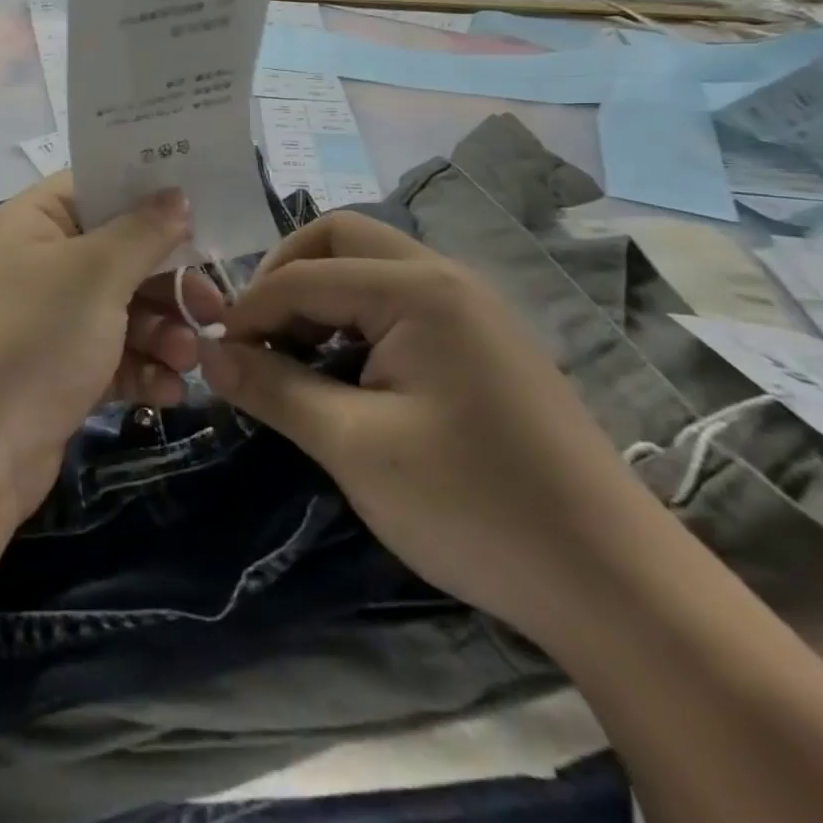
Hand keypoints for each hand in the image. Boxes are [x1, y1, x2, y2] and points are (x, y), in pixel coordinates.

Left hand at [0, 175, 220, 516]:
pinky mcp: (60, 372)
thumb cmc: (33, 338)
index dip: (149, 191)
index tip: (204, 205)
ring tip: (188, 358)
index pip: (98, 186)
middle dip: (169, 280)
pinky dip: (143, 369)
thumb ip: (144, 232)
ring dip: (163, 331)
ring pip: (124, 309)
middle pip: (121, 253)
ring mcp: (50, 320)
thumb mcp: (95, 274)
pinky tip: (169, 391)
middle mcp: (41, 264)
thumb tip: (177, 194)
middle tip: (214, 305)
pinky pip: (114, 356)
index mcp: (36, 222)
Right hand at [197, 211, 655, 641]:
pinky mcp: (483, 340)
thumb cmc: (473, 505)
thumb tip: (209, 354)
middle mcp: (445, 277)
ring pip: (370, 265)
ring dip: (320, 296)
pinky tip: (345, 371)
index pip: (303, 275)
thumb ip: (274, 388)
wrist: (614, 583)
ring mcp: (471, 306)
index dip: (248, 310)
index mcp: (416, 289)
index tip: (215, 354)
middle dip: (284, 276)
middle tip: (257, 334)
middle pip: (339, 238)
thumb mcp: (353, 446)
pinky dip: (355, 318)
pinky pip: (400, 301)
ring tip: (293, 356)